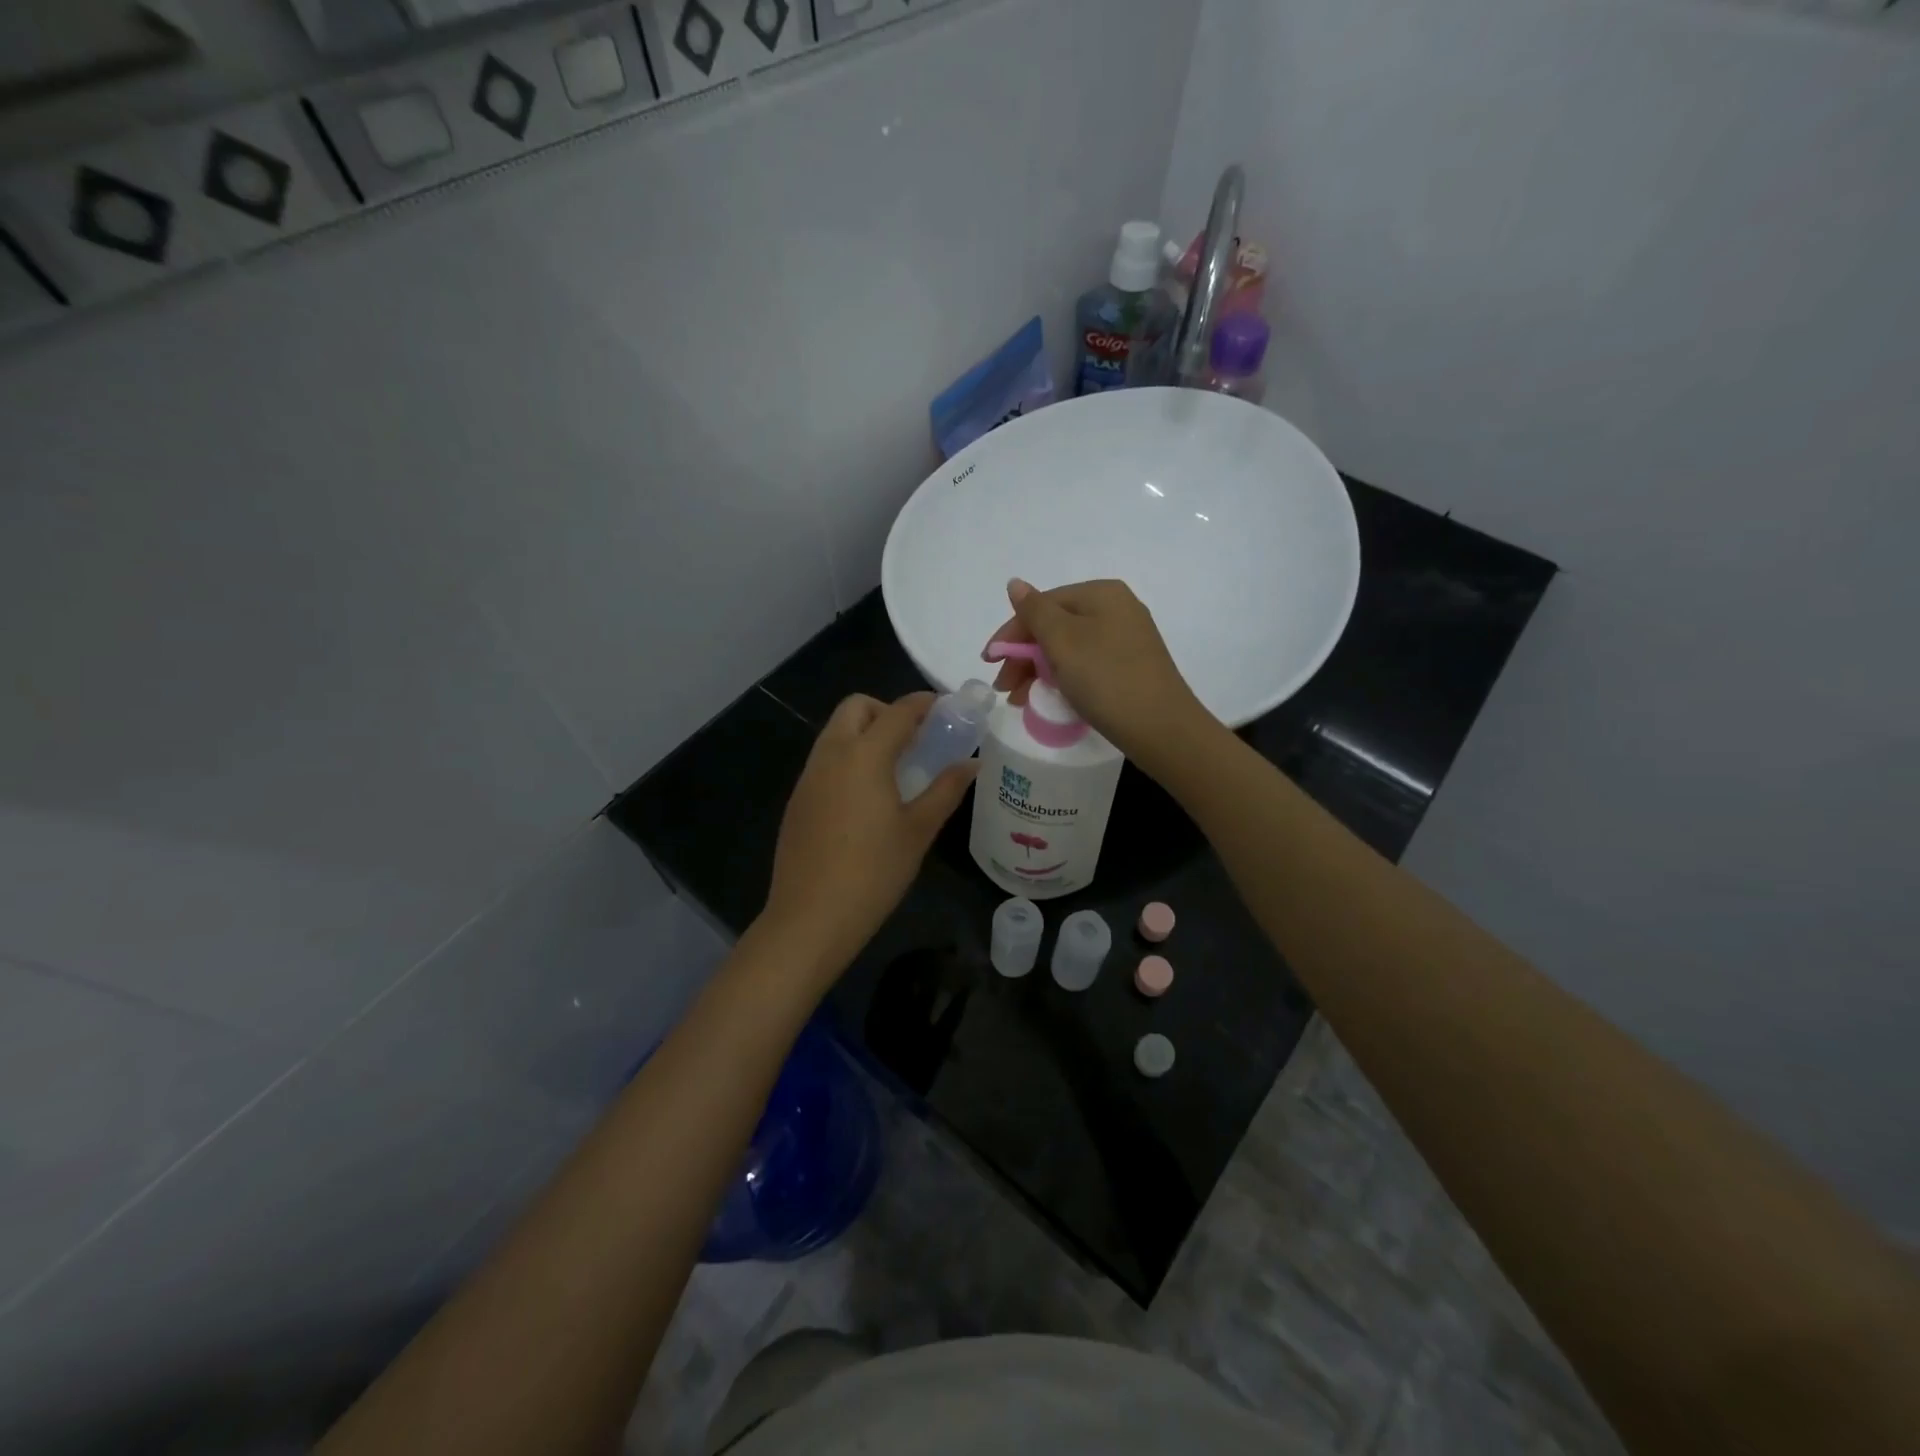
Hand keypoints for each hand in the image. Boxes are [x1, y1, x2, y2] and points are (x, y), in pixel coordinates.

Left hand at [760, 692, 975, 982]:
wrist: (810, 918)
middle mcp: (830, 755)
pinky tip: (867, 796)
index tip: (946, 710)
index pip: (898, 711)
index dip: (924, 704)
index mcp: (863, 756)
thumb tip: (972, 763)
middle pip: (856, 708)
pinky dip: (848, 758)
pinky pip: (825, 760)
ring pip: (836, 732)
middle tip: (916, 740)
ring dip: (865, 733)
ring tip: (895, 768)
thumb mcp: (918, 830)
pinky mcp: (798, 800)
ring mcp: (808, 777)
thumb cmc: (873, 873)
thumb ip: (946, 789)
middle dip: (887, 711)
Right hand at [983, 578, 1210, 771]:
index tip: (989, 663)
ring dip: (1038, 671)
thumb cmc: (1106, 678)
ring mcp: (1127, 639)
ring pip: (1068, 649)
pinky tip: (1049, 699)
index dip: (1011, 633)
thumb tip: (1015, 583)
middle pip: (1055, 626)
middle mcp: (1117, 609)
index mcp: (1101, 594)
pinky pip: (1086, 665)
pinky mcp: (1131, 667)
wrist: (1161, 728)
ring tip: (1020, 700)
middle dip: (1024, 656)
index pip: (1042, 605)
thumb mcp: (1063, 641)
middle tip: (1003, 688)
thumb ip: (1034, 611)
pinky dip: (1062, 679)